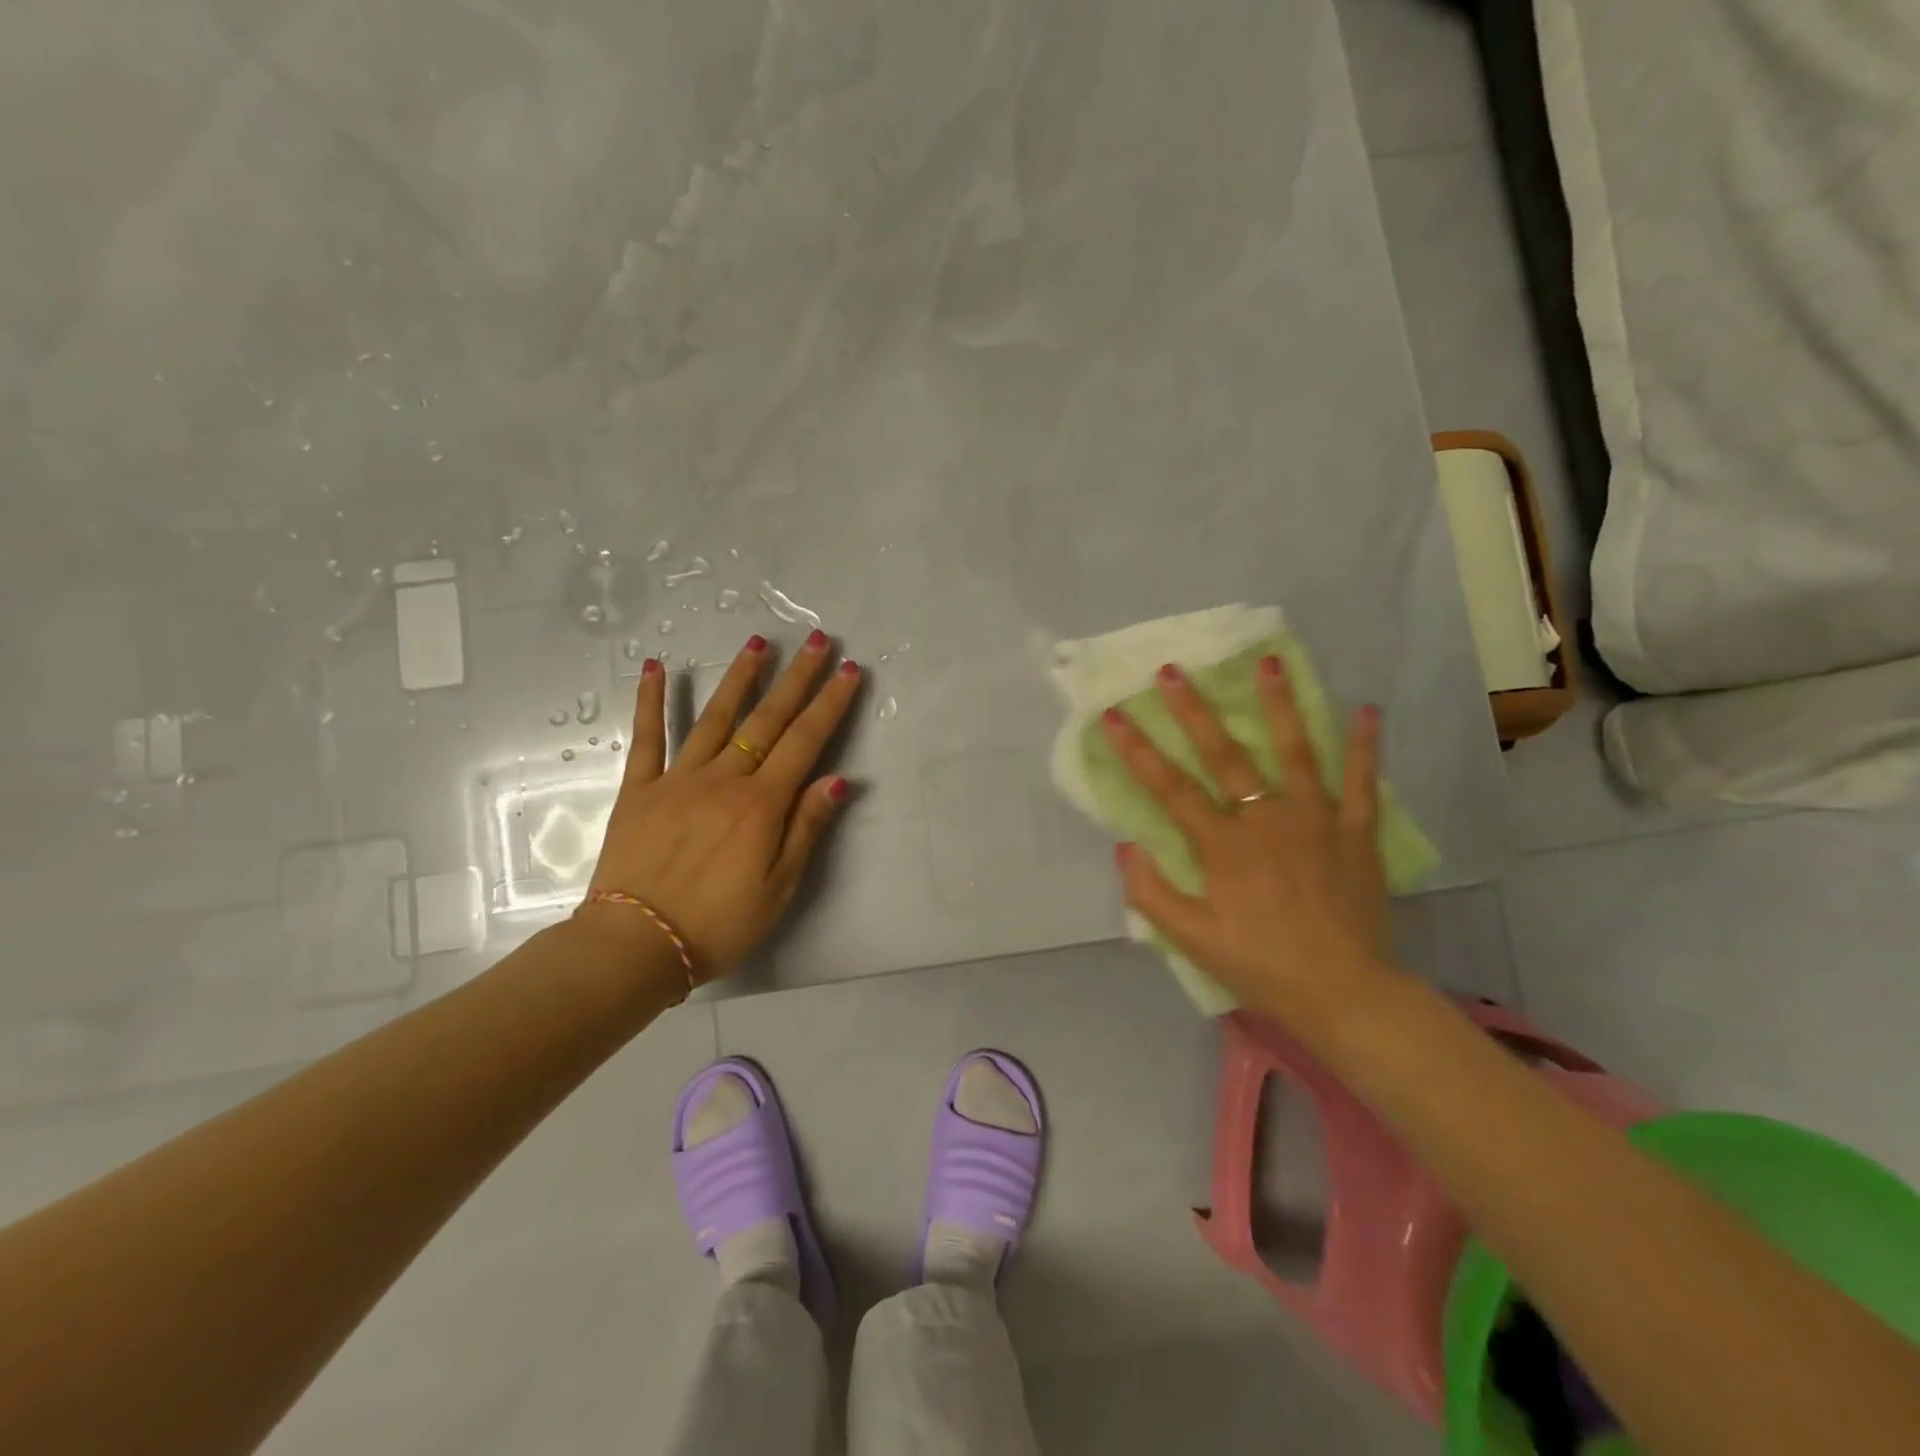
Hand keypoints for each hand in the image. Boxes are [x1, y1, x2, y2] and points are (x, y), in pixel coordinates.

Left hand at [579, 630, 860, 980]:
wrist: (635, 945)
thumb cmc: (718, 924)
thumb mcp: (779, 888)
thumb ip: (806, 828)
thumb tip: (838, 779)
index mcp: (761, 804)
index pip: (805, 742)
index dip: (829, 703)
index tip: (846, 670)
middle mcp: (724, 780)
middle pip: (767, 719)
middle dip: (795, 677)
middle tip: (815, 639)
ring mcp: (678, 779)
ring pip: (715, 718)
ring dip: (739, 677)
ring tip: (758, 642)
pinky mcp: (639, 789)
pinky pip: (647, 738)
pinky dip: (651, 701)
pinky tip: (656, 667)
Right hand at [1101, 656, 1400, 1024]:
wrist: (1345, 992)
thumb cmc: (1260, 964)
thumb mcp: (1191, 939)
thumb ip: (1151, 892)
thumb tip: (1125, 845)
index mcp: (1223, 844)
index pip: (1170, 787)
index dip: (1137, 749)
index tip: (1112, 715)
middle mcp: (1266, 818)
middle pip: (1224, 754)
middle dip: (1193, 710)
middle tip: (1173, 670)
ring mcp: (1316, 819)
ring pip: (1295, 751)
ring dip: (1280, 704)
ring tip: (1270, 662)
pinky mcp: (1356, 831)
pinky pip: (1361, 781)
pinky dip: (1364, 746)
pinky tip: (1366, 710)